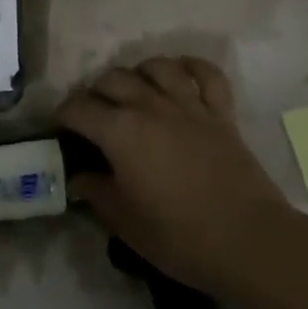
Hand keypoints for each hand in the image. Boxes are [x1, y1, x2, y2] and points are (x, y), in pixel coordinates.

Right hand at [58, 56, 293, 302]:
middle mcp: (150, 106)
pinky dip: (192, 68)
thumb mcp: (123, 221)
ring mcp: (189, 106)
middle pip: (113, 79)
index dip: (62, 116)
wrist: (248, 241)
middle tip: (93, 115)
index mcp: (120, 131)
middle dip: (95, 92)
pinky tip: (181, 73)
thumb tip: (80, 178)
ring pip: (157, 67)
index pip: (78, 108)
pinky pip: (207, 75)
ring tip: (134, 90)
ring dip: (139, 73)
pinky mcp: (221, 114)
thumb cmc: (178, 236)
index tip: (59, 130)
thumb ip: (96, 192)